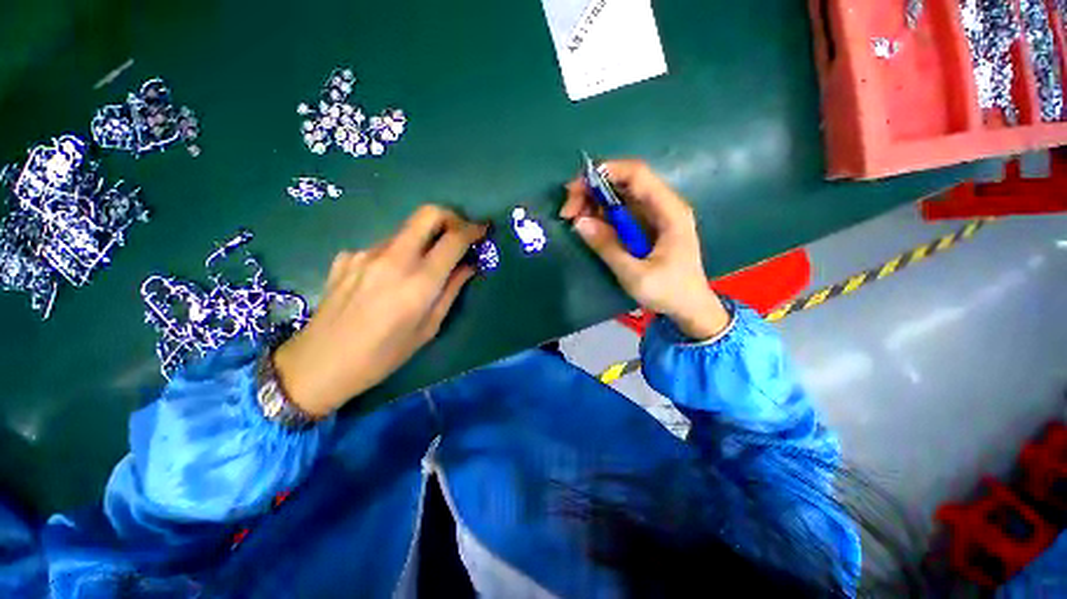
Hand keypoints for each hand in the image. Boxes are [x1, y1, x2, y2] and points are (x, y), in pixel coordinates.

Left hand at [272, 206, 486, 416]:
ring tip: (423, 267)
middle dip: (451, 217)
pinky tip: (389, 279)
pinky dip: (398, 255)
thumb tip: (468, 266)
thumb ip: (451, 291)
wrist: (319, 363)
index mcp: (418, 283)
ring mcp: (365, 253)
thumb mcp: (428, 328)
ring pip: (406, 230)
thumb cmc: (383, 355)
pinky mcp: (347, 256)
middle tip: (460, 233)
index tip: (483, 229)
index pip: (453, 239)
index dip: (473, 230)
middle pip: (427, 214)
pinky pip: (383, 247)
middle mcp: (392, 259)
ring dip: (424, 240)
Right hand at [561, 160, 729, 339]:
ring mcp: (654, 216)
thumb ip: (607, 247)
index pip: (637, 174)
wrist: (689, 308)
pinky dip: (601, 215)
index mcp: (669, 211)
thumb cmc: (669, 292)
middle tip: (568, 210)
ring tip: (573, 218)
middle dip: (592, 190)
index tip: (576, 188)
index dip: (606, 172)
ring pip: (619, 196)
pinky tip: (587, 224)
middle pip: (624, 183)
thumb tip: (579, 222)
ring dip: (593, 202)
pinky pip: (620, 212)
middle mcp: (662, 206)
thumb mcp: (635, 274)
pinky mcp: (645, 227)